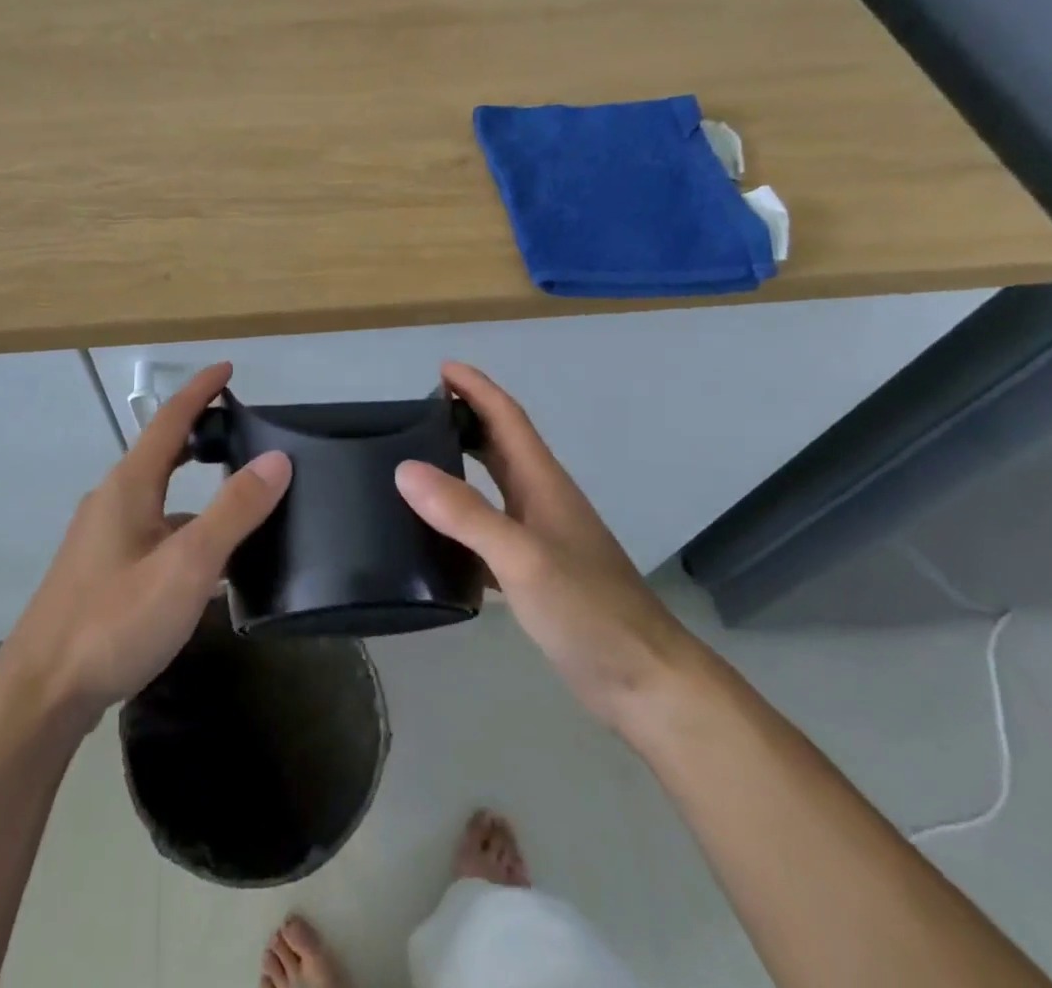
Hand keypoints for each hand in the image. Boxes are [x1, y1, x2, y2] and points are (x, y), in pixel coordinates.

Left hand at [0, 362, 290, 726]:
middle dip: (197, 434)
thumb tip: (278, 458)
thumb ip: (234, 511)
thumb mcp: (188, 564)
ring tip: (237, 498)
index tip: (227, 369)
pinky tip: (203, 562)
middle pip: (160, 453)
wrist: (40, 694)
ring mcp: (101, 538)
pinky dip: (182, 527)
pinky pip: (150, 530)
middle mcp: (111, 501)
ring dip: (193, 486)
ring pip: (157, 496)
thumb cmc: (115, 620)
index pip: (169, 420)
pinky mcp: (99, 572)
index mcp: (129, 486)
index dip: (200, 391)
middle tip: (239, 429)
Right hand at [395, 363, 700, 730]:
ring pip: (495, 489)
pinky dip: (462, 524)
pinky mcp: (537, 575)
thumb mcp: (522, 558)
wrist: (646, 683)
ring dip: (462, 468)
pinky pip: (490, 533)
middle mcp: (542, 502)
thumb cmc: (589, 611)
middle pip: (501, 446)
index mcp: (543, 484)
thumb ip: (465, 513)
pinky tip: (434, 541)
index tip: (442, 369)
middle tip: (418, 413)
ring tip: (416, 467)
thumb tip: (405, 468)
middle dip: (465, 420)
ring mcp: (542, 539)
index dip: (477, 389)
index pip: (506, 418)